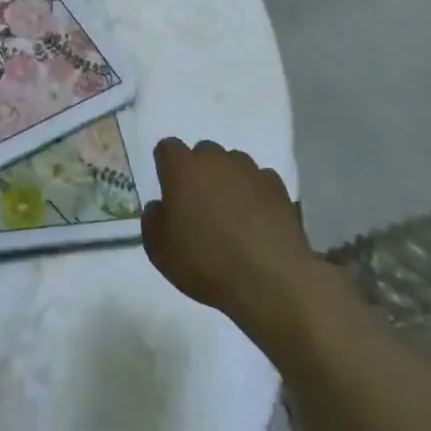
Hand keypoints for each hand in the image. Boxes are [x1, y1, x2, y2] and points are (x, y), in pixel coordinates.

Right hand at [141, 138, 314, 339]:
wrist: (271, 282)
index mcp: (182, 168)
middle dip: (199, 171)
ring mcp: (250, 171)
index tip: (169, 188)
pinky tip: (258, 221)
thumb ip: (152, 220)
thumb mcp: (159, 250)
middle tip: (200, 204)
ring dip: (229, 180)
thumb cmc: (205, 263)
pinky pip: (260, 182)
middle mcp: (215, 160)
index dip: (166, 166)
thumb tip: (160, 207)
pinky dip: (256, 194)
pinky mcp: (278, 188)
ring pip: (234, 164)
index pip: (167, 148)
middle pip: (203, 153)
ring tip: (232, 213)